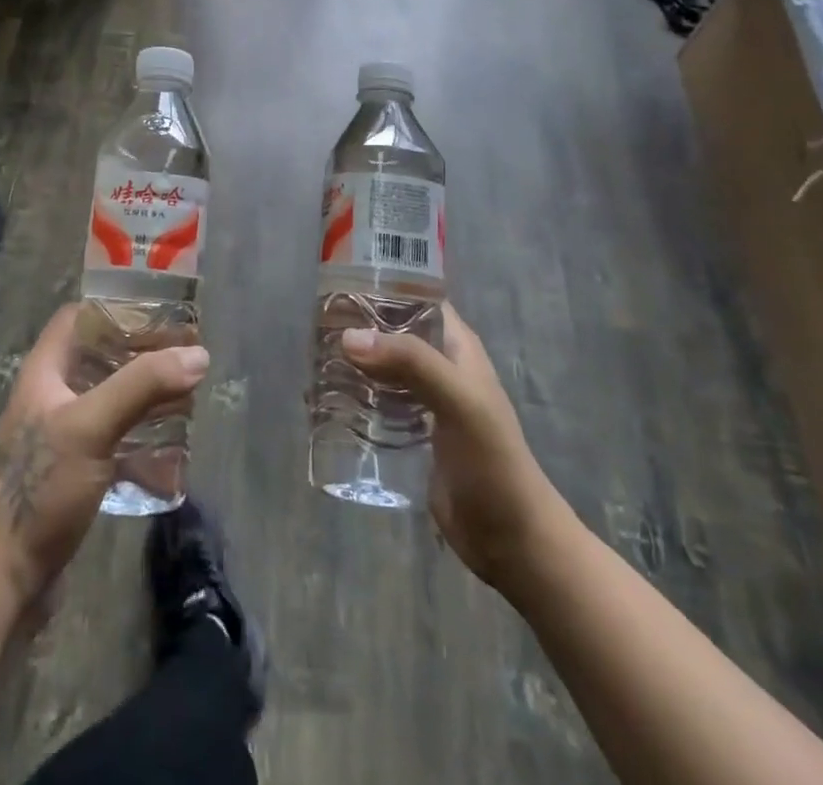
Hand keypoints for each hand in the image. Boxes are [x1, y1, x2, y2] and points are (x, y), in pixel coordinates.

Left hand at [0, 304, 208, 605]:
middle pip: (98, 356)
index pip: (77, 318)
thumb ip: (142, 386)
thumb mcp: (92, 426)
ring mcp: (61, 435)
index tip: (158, 310)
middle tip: (183, 353)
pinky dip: (139, 431)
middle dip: (140, 351)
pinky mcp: (73, 469)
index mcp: (44, 372)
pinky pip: (112, 435)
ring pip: (108, 396)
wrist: (7, 577)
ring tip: (184, 392)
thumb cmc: (42, 488)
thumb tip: (198, 354)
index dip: (114, 307)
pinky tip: (169, 442)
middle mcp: (51, 396)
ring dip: (143, 392)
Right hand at [342, 304, 565, 595]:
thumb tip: (349, 337)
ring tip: (311, 358)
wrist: (511, 540)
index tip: (338, 282)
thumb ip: (411, 363)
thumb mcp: (458, 402)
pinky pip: (375, 402)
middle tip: (313, 325)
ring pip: (379, 365)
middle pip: (391, 330)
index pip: (416, 296)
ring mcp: (422, 400)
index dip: (383, 283)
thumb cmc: (492, 462)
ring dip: (350, 361)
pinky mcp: (408, 432)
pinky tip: (323, 400)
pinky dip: (352, 396)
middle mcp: (438, 364)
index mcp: (456, 344)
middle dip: (356, 325)